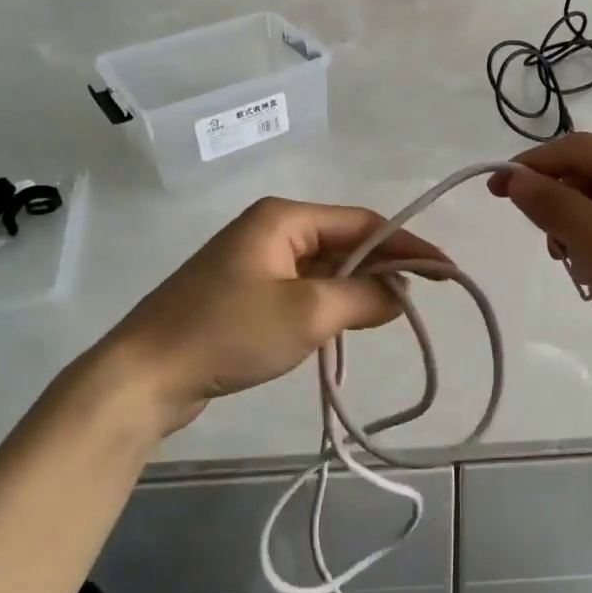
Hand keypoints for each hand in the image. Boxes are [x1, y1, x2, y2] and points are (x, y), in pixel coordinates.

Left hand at [58, 198, 447, 443]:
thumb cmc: (228, 332)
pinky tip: (348, 322)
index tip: (446, 270)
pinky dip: (330, 302)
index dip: (407, 245)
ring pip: (324, 267)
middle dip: (383, 267)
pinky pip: (303, 288)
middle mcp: (271, 228)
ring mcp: (255, 260)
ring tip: (393, 312)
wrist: (145, 375)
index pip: (362, 223)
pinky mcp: (245, 291)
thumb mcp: (307, 314)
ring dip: (357, 287)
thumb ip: (363, 298)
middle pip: (344, 241)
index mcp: (285, 217)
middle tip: (423, 296)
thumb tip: (398, 294)